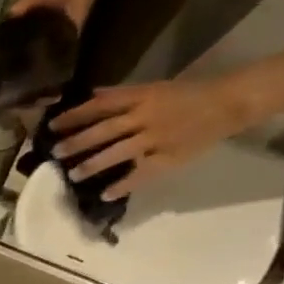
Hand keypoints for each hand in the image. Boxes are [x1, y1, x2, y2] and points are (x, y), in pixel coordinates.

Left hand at [49, 76, 258, 198]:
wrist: (230, 102)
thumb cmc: (188, 94)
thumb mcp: (153, 88)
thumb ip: (121, 95)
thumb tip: (88, 97)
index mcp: (143, 96)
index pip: (103, 104)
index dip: (76, 114)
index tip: (53, 125)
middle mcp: (146, 116)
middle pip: (106, 129)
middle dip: (79, 142)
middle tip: (56, 153)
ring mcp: (157, 138)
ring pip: (120, 152)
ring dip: (94, 165)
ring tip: (74, 175)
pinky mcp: (169, 157)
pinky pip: (142, 174)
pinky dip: (123, 184)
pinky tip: (106, 194)